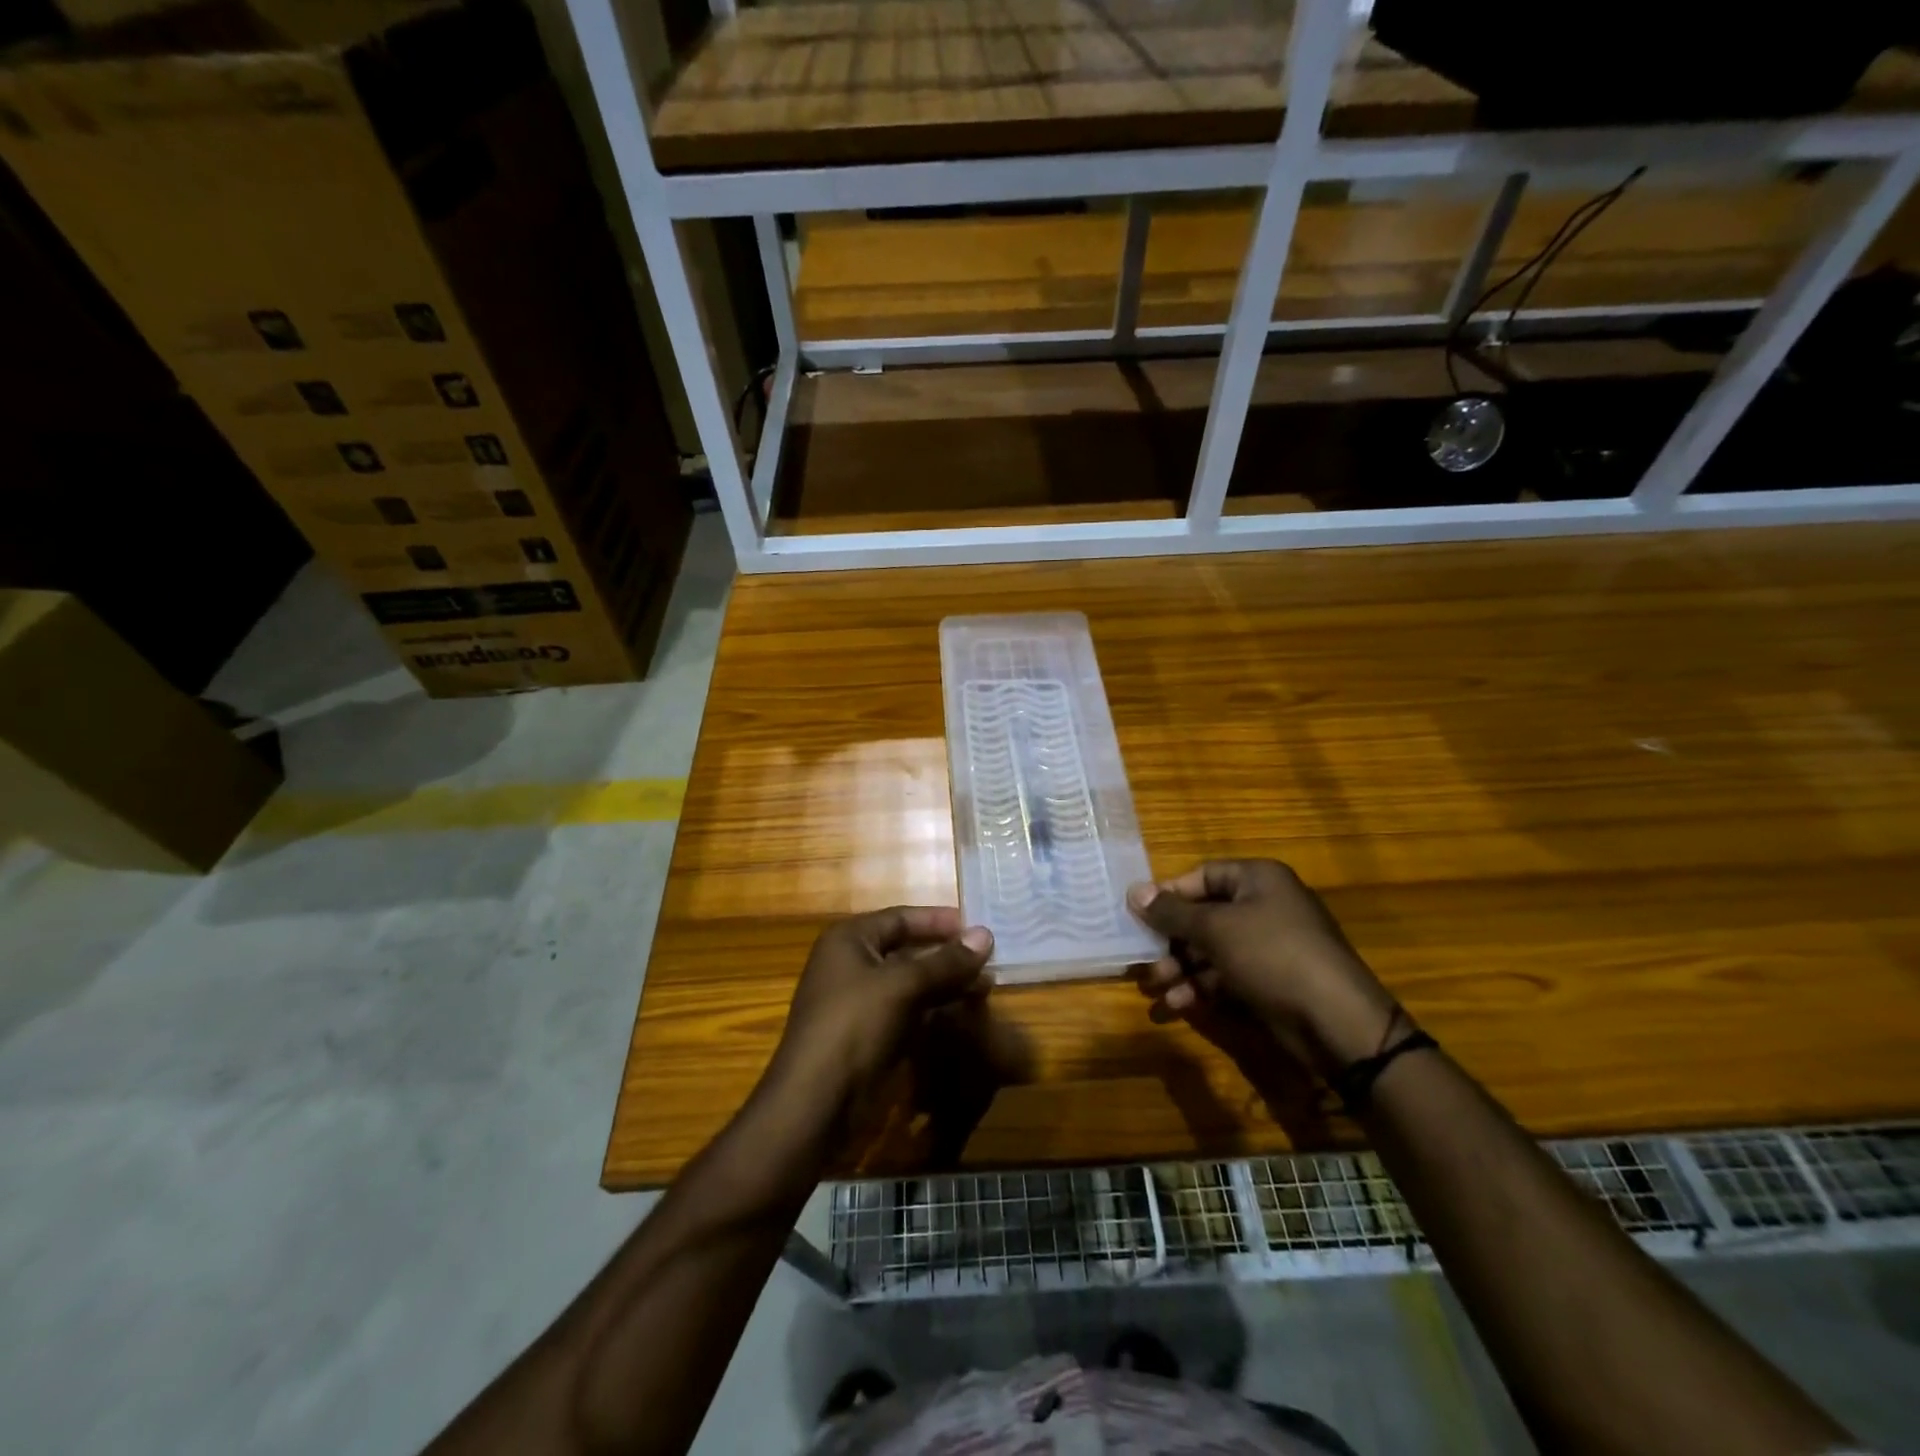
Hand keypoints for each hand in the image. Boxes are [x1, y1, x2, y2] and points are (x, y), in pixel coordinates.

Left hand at [773, 907, 993, 1109]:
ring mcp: (859, 1002)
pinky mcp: (868, 1035)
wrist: (816, 1103)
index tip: (978, 927)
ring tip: (985, 987)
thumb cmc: (854, 1026)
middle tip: (989, 960)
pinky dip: (934, 1009)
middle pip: (907, 950)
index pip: (901, 918)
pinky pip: (907, 1011)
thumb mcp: (902, 986)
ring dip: (945, 984)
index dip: (939, 921)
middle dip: (947, 956)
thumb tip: (985, 935)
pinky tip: (962, 1013)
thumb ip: (945, 961)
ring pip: (910, 983)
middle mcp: (852, 964)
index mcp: (849, 940)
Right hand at [1127, 860, 1401, 1069]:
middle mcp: (1265, 905)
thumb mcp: (1215, 929)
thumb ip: (1172, 912)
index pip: (1202, 875)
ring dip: (1181, 967)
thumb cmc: (1272, 955)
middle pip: (1204, 915)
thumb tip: (1134, 891)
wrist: (1337, 1021)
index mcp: (1258, 879)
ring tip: (1156, 987)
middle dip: (1171, 940)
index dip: (1169, 894)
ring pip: (1213, 949)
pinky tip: (1179, 1003)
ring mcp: (1270, 945)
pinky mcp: (1272, 980)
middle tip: (1143, 959)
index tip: (1138, 916)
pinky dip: (1202, 987)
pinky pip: (1228, 975)